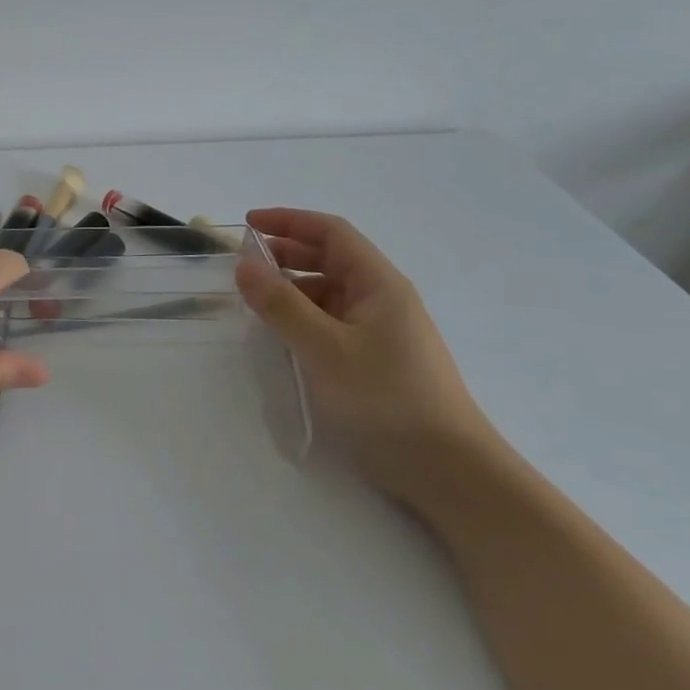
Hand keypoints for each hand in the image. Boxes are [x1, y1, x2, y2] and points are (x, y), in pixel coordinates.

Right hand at [234, 207, 502, 505]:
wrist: (446, 469)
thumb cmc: (386, 397)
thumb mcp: (324, 348)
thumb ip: (281, 305)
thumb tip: (244, 265)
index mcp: (378, 283)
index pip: (331, 233)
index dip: (289, 221)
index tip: (247, 223)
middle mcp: (381, 299)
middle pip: (330, 260)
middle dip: (286, 255)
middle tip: (243, 265)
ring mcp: (380, 331)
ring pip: (328, 294)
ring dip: (292, 290)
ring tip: (254, 302)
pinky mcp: (375, 361)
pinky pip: (331, 324)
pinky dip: (302, 320)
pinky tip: (281, 337)